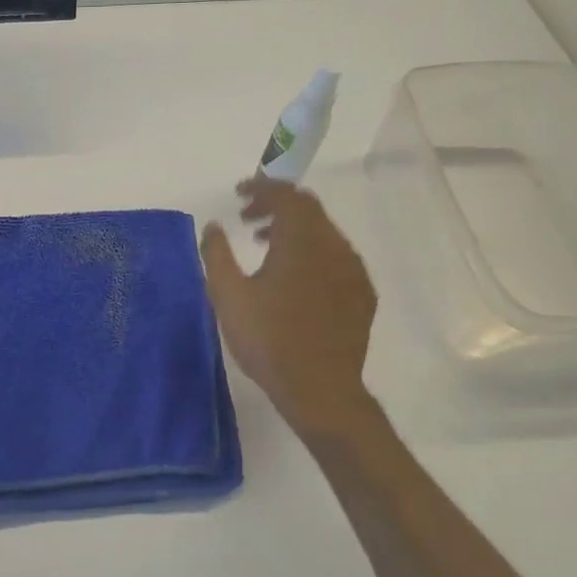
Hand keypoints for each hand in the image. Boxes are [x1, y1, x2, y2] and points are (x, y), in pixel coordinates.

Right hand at [201, 178, 379, 438]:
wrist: (320, 389)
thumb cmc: (268, 339)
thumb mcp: (228, 295)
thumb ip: (217, 254)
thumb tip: (213, 226)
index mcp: (302, 240)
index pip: (286, 195)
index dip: (261, 187)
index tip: (238, 194)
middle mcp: (334, 246)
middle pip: (308, 209)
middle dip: (275, 206)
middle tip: (246, 219)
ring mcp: (353, 271)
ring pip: (324, 233)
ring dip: (294, 230)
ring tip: (265, 248)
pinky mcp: (362, 294)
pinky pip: (337, 257)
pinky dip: (313, 253)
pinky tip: (295, 279)